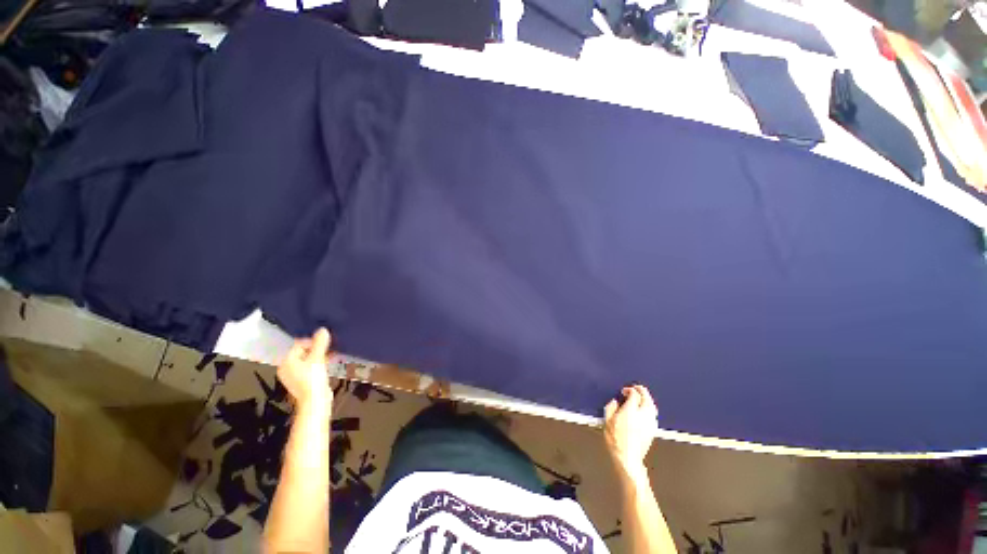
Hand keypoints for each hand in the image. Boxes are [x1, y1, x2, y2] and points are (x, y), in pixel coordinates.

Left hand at [278, 328, 333, 408]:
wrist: (315, 401)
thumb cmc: (313, 378)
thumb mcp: (317, 358)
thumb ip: (320, 343)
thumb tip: (323, 329)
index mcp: (286, 361)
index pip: (299, 345)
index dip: (313, 341)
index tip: (326, 342)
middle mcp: (287, 368)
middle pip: (303, 352)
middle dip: (317, 348)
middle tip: (330, 347)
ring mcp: (294, 376)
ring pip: (308, 360)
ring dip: (320, 355)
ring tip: (332, 353)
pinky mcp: (303, 381)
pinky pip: (311, 367)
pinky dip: (319, 363)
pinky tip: (330, 361)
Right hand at [604, 385, 658, 474]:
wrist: (628, 458)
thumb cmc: (615, 439)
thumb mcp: (607, 421)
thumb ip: (611, 407)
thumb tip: (615, 401)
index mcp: (631, 410)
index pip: (634, 394)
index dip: (629, 390)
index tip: (623, 391)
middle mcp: (643, 415)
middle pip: (647, 398)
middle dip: (642, 391)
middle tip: (636, 389)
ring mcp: (650, 423)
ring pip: (653, 406)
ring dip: (647, 400)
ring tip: (641, 398)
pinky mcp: (653, 431)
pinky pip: (653, 415)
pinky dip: (650, 409)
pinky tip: (644, 411)